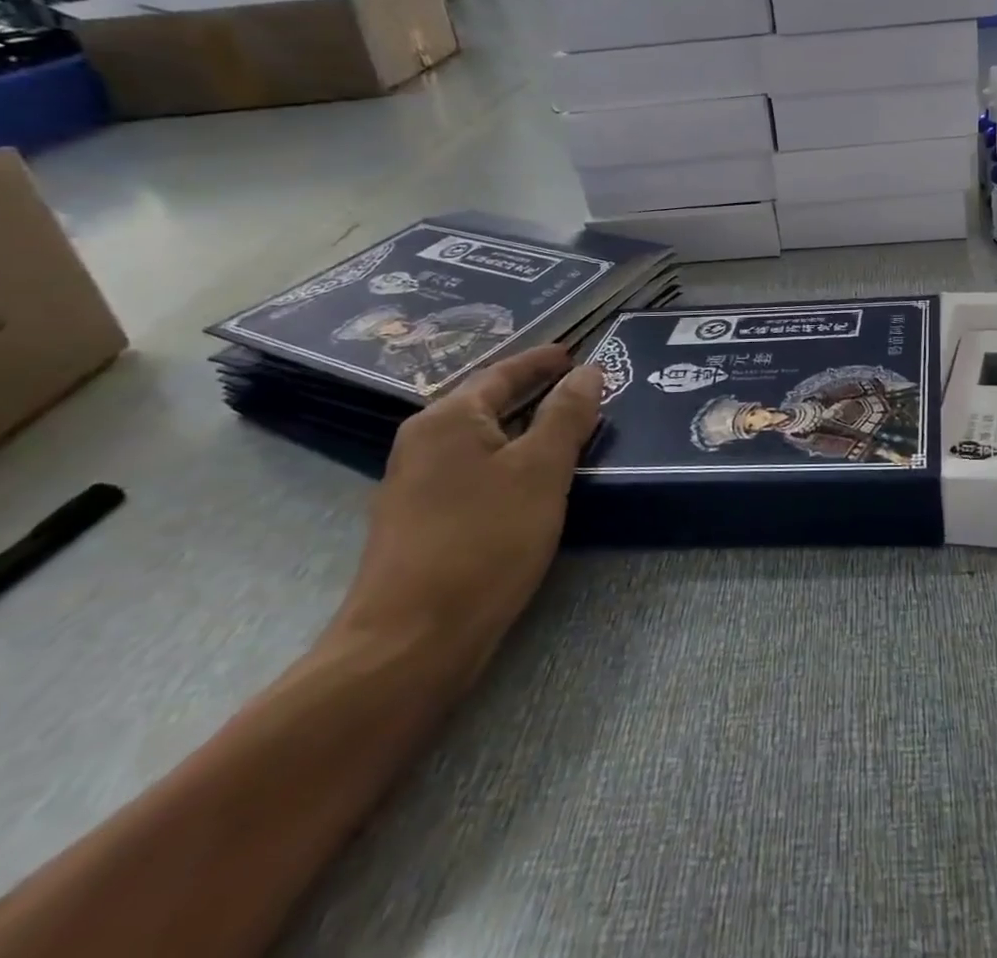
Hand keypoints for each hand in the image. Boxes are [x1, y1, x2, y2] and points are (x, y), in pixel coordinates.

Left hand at [333, 346, 601, 669]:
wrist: (409, 643)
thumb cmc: (483, 541)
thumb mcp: (541, 470)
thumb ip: (567, 414)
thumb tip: (588, 372)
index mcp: (449, 418)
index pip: (503, 371)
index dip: (542, 361)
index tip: (574, 353)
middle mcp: (424, 442)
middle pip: (487, 402)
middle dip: (533, 392)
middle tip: (579, 387)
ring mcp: (415, 485)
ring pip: (481, 440)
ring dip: (522, 429)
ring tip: (565, 429)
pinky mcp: (420, 523)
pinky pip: (474, 471)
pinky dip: (508, 462)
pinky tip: (533, 481)